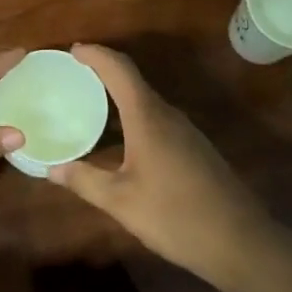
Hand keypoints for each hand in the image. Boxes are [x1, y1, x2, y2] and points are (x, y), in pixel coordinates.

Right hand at [49, 44, 274, 286]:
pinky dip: (133, 116)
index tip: (73, 51)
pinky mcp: (194, 148)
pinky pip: (157, 119)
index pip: (120, 70)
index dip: (96, 55)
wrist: (239, 241)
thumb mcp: (121, 202)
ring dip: (119, 96)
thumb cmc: (175, 215)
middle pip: (133, 80)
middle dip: (104, 72)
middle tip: (75, 77)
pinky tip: (121, 139)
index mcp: (148, 118)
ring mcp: (185, 131)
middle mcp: (168, 115)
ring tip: (91, 105)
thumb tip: (52, 168)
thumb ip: (85, 181)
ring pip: (146, 101)